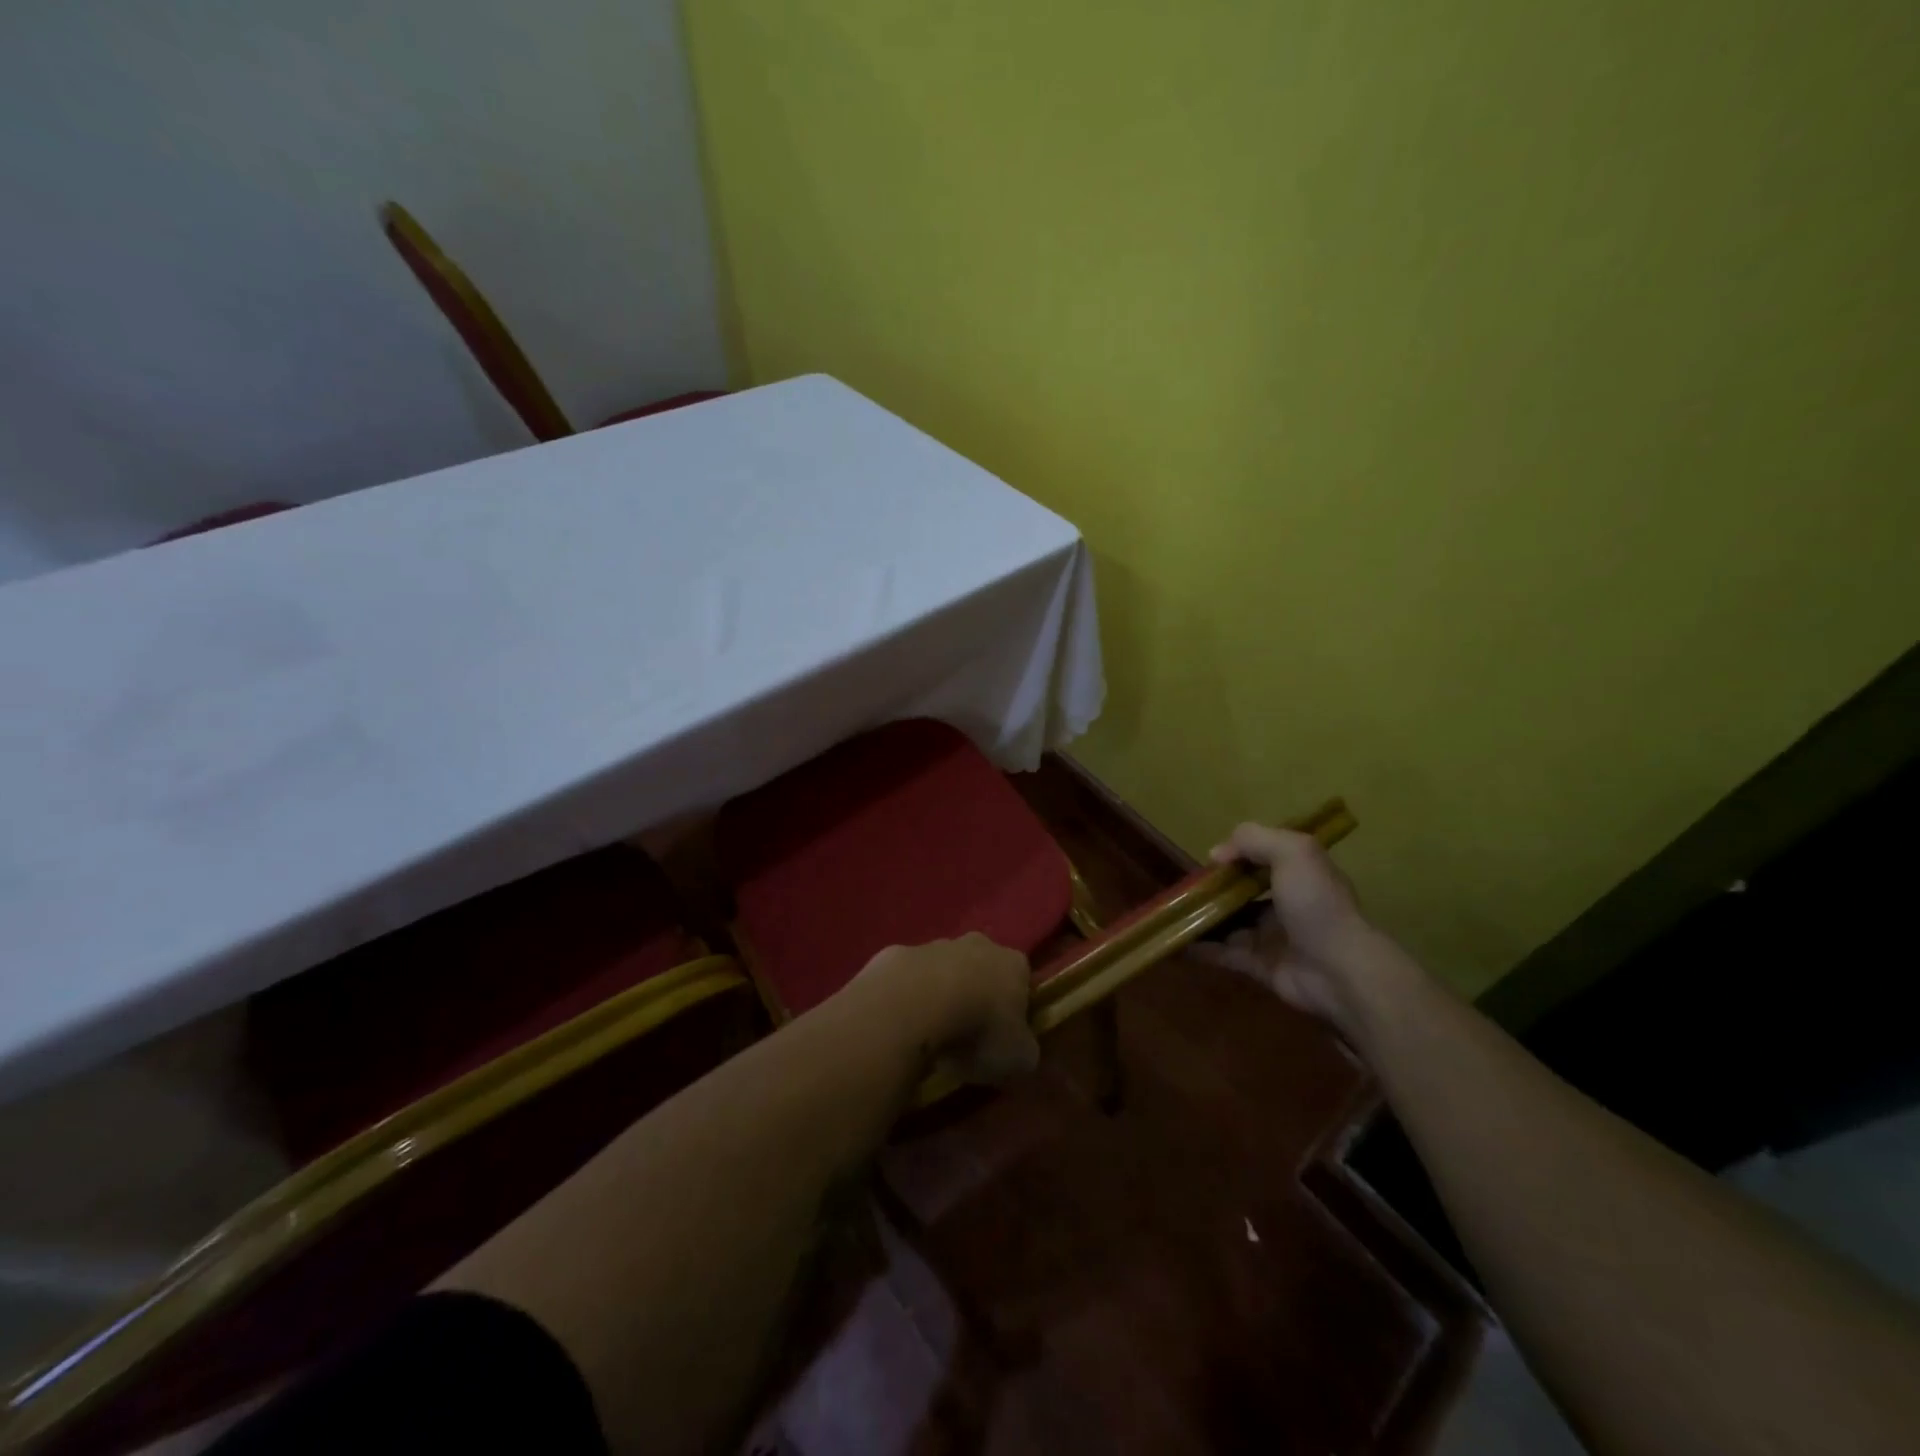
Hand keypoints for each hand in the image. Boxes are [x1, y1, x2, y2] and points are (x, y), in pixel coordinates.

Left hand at [851, 933, 1039, 1085]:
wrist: (915, 1005)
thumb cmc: (978, 1029)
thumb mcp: (1018, 1057)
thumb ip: (1025, 1050)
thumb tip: (1021, 1050)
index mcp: (1013, 964)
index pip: (1022, 981)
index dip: (1016, 1008)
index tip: (1005, 1036)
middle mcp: (978, 944)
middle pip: (982, 967)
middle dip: (977, 993)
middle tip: (967, 1033)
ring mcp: (934, 945)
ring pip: (942, 969)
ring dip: (939, 993)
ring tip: (930, 1033)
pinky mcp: (897, 954)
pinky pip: (907, 978)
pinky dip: (906, 997)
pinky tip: (901, 1023)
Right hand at [1192, 823, 1388, 1044]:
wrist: (1338, 969)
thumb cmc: (1316, 904)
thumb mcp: (1292, 852)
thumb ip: (1253, 839)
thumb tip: (1217, 853)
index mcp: (1299, 874)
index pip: (1264, 858)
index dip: (1237, 855)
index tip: (1210, 860)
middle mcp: (1286, 903)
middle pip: (1243, 891)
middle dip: (1215, 888)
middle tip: (1184, 888)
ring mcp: (1272, 936)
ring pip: (1230, 922)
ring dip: (1204, 918)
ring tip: (1172, 913)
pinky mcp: (1260, 966)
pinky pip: (1224, 953)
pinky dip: (1201, 948)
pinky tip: (1176, 941)